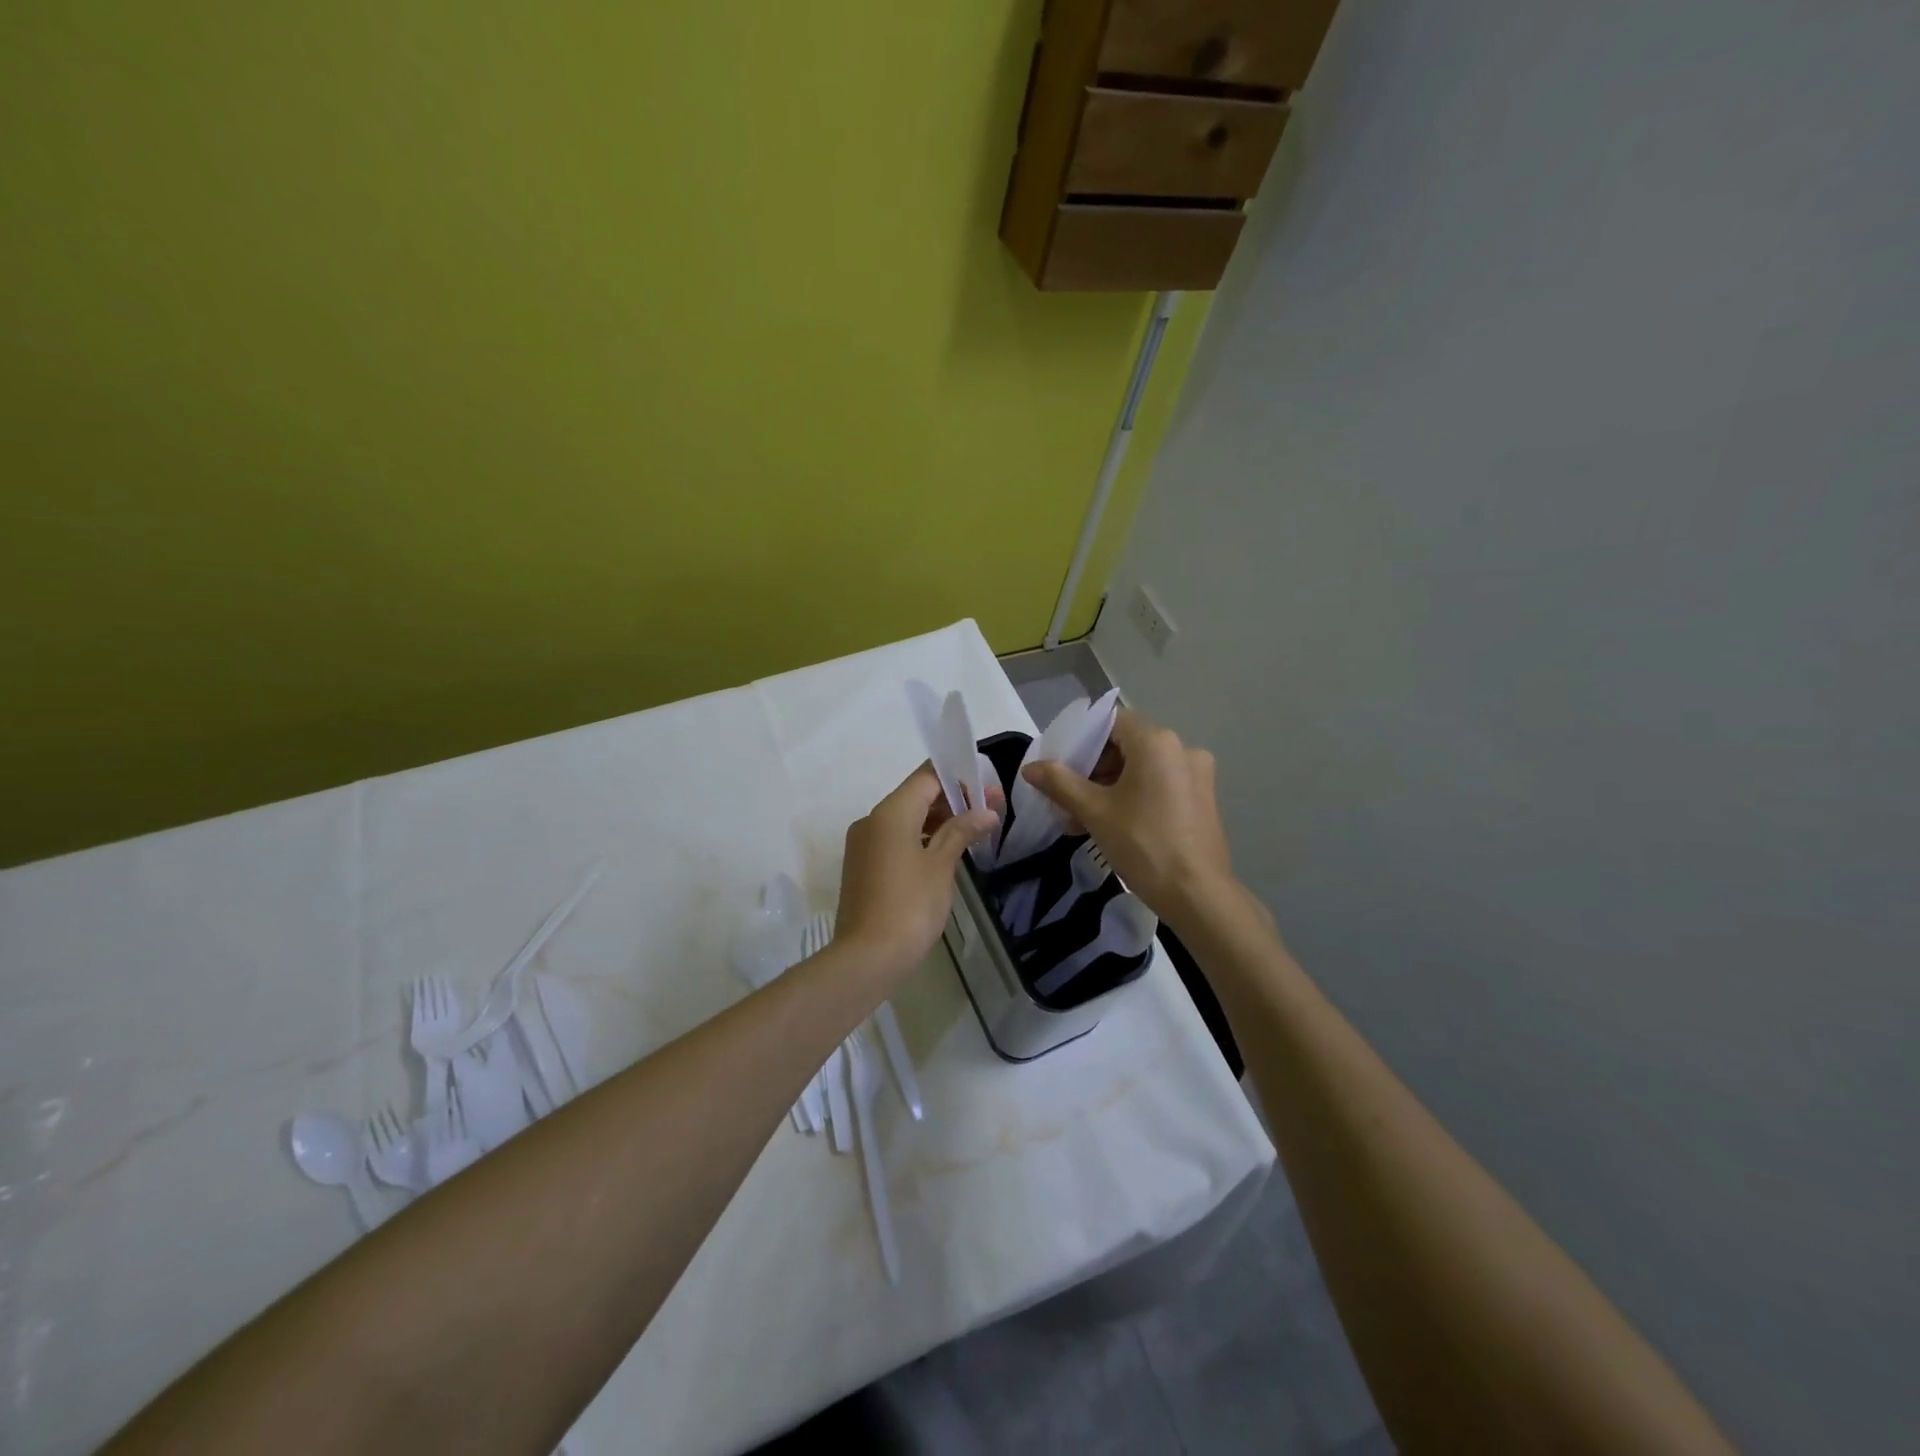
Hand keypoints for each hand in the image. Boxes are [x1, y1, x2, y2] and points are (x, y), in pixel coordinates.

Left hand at [834, 764, 1000, 977]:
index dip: (959, 778)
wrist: (867, 958)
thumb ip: (961, 832)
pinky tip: (946, 852)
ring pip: (906, 819)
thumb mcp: (941, 866)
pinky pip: (895, 840)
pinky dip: (921, 839)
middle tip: (990, 811)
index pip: (926, 777)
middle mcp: (871, 821)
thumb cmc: (910, 906)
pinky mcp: (863, 867)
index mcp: (889, 813)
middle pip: (915, 796)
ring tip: (974, 831)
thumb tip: (986, 812)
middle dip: (953, 800)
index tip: (988, 788)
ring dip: (938, 821)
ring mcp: (864, 845)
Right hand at [1021, 709, 1234, 930]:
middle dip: (1093, 768)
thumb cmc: (1143, 844)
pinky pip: (1160, 784)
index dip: (1082, 738)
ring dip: (1110, 785)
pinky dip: (1134, 795)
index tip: (1060, 763)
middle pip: (1126, 744)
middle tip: (1067, 796)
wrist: (1197, 894)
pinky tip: (1112, 824)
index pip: (1111, 721)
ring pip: (1142, 767)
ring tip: (1083, 817)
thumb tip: (1031, 768)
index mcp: (1157, 742)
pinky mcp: (1202, 797)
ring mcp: (1197, 773)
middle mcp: (1182, 748)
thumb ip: (1060, 783)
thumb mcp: (1095, 812)